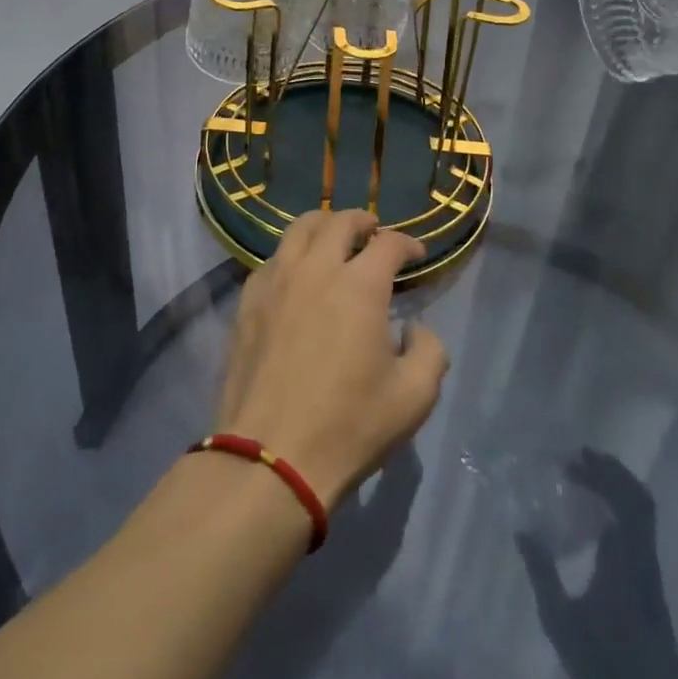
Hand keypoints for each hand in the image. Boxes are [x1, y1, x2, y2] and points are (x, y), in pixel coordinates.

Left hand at [216, 210, 448, 509]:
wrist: (271, 457)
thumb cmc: (349, 426)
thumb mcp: (414, 396)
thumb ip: (430, 350)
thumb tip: (413, 328)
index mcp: (360, 285)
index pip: (389, 243)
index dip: (408, 243)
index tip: (417, 255)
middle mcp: (316, 269)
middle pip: (340, 221)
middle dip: (363, 221)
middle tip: (374, 233)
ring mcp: (276, 282)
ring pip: (299, 230)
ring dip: (323, 226)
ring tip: (333, 239)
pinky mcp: (247, 302)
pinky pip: (271, 260)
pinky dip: (291, 255)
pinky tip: (296, 276)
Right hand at [517, 451, 677, 678]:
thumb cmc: (606, 662)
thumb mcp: (561, 620)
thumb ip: (541, 573)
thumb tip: (523, 530)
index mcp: (623, 555)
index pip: (619, 498)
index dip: (598, 474)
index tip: (570, 462)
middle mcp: (642, 553)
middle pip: (637, 497)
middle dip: (610, 471)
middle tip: (579, 457)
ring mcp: (650, 566)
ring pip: (643, 510)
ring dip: (618, 485)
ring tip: (589, 474)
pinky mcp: (651, 579)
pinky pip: (641, 525)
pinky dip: (623, 505)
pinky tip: (599, 512)